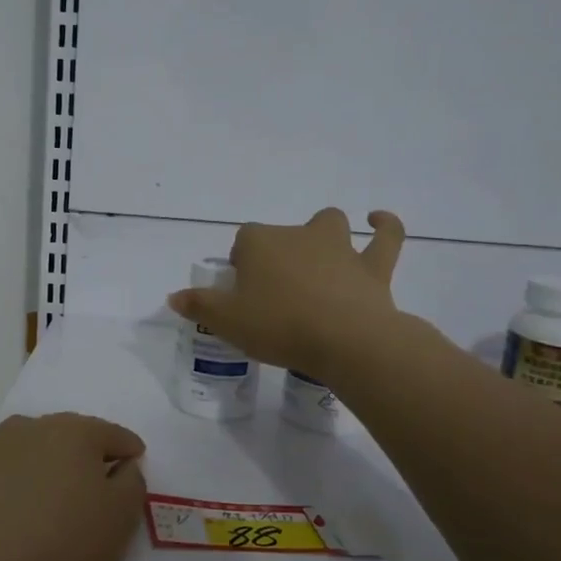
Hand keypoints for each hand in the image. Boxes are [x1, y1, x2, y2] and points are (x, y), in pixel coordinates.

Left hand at [0, 413, 146, 560]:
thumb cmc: (57, 550)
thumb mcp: (117, 524)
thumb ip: (131, 485)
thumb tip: (123, 465)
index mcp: (72, 434)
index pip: (110, 434)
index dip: (125, 450)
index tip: (131, 462)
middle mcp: (25, 427)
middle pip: (61, 436)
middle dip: (75, 456)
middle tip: (80, 489)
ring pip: (17, 449)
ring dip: (30, 466)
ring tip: (30, 503)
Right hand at [167, 208, 404, 378]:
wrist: (344, 340)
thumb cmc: (278, 326)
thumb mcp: (227, 321)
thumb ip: (198, 305)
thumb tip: (173, 296)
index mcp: (260, 244)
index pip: (242, 242)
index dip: (240, 264)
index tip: (241, 292)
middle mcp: (298, 235)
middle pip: (281, 234)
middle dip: (277, 252)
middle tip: (275, 288)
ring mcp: (339, 247)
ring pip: (329, 225)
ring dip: (323, 235)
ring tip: (319, 256)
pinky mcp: (373, 265)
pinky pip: (386, 236)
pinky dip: (384, 226)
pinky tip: (378, 220)